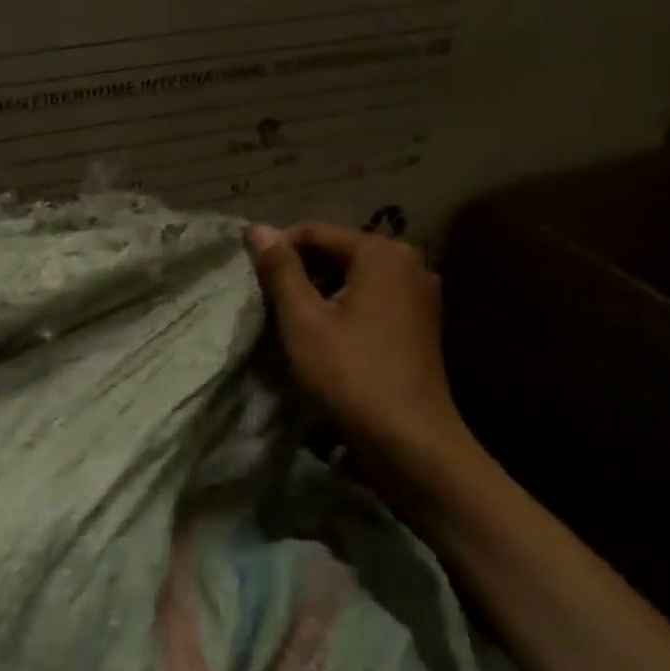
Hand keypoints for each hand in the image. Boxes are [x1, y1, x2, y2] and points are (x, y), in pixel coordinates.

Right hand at [246, 222, 472, 468]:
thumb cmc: (350, 374)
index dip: (276, 250)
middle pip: (337, 253)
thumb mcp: (303, 319)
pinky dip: (342, 310)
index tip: (249, 279)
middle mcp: (409, 265)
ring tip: (288, 322)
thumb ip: (280, 270)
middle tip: (266, 302)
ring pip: (353, 280)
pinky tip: (322, 338)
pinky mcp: (420, 327)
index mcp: (382, 254)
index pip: (315, 232)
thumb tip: (257, 228)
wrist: (410, 441)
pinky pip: (371, 302)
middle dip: (298, 273)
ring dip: (318, 293)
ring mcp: (420, 297)